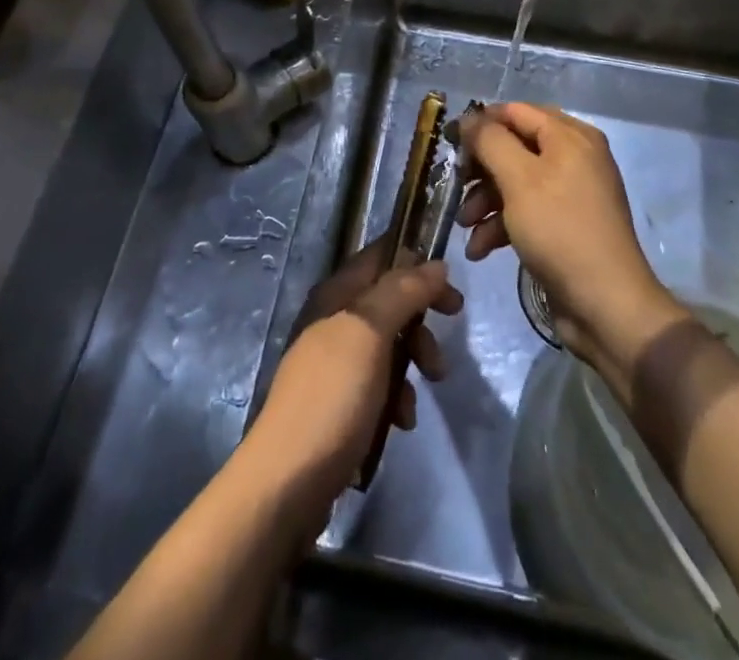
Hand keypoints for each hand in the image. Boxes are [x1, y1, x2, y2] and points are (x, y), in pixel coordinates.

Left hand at [242, 240, 461, 529]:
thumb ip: (403, 291)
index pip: (380, 256)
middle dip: (422, 314)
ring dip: (414, 359)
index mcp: (336, 294)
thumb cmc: (332, 397)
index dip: (415, 260)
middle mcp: (334, 320)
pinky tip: (401, 421)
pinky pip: (379, 384)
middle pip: (390, 299)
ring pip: (389, 343)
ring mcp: (335, 363)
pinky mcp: (339, 403)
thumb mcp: (369, 332)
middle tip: (452, 324)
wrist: (287, 483)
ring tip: (431, 383)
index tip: (449, 281)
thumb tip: (436, 264)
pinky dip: (397, 396)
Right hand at [457, 103, 684, 377]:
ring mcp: (571, 193)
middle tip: (454, 186)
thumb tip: (468, 118)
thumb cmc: (560, 230)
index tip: (449, 144)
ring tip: (464, 226)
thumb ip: (490, 141)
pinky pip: (527, 211)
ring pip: (516, 182)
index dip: (480, 124)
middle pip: (514, 147)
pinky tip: (480, 249)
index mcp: (570, 136)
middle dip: (481, 170)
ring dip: (485, 201)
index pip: (516, 112)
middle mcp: (574, 157)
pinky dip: (502, 225)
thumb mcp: (519, 180)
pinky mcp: (565, 226)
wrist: (605, 306)